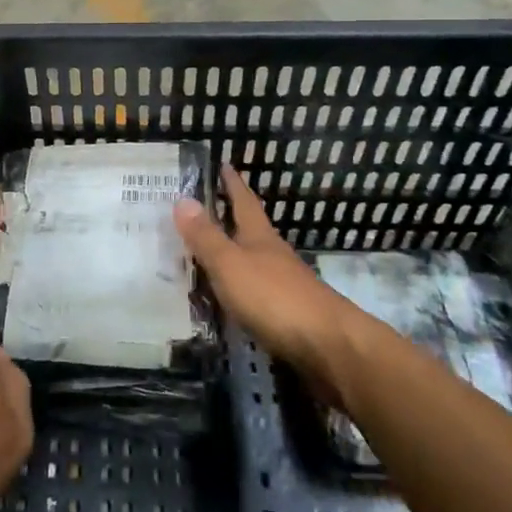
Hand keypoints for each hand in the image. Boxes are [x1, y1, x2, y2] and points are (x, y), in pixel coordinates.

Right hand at [175, 165, 357, 384]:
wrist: (330, 347)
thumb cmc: (274, 297)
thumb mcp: (230, 264)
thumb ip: (206, 236)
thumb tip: (182, 198)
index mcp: (259, 238)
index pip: (244, 202)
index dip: (233, 184)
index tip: (225, 164)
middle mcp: (274, 256)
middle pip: (252, 230)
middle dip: (233, 217)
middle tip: (210, 206)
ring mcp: (285, 285)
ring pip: (255, 261)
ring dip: (236, 253)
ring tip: (211, 252)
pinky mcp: (289, 314)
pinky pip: (258, 291)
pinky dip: (241, 287)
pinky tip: (232, 297)